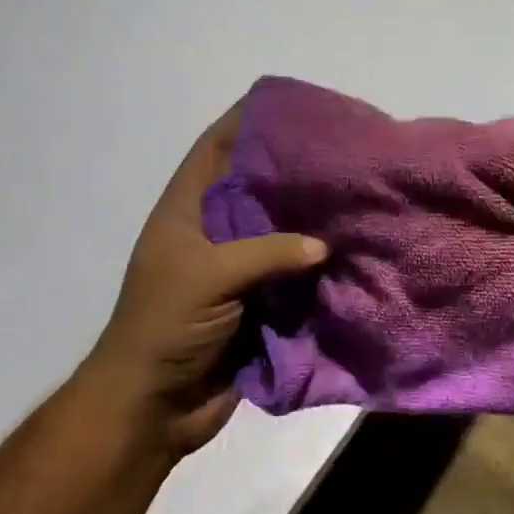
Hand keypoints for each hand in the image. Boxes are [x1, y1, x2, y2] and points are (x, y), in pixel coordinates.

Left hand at [79, 108, 326, 457]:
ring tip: (359, 195)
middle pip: (259, 187)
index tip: (296, 106)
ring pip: (283, 231)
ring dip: (315, 220)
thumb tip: (325, 245)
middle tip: (345, 152)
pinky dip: (321, 264)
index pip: (217, 149)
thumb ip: (267, 253)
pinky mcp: (262, 302)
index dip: (250, 122)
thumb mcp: (209, 277)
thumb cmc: (164, 328)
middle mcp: (216, 232)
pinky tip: (355, 250)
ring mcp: (240, 268)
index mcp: (188, 211)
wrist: (154, 407)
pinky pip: (295, 274)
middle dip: (296, 170)